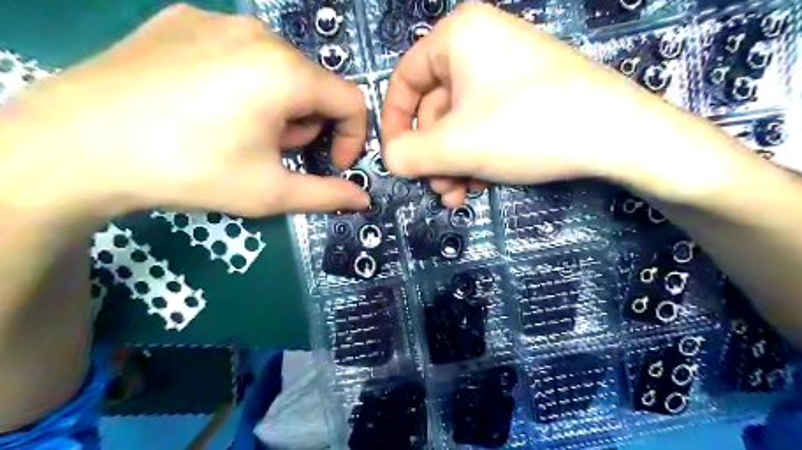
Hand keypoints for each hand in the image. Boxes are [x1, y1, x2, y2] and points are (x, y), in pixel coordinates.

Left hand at [1, 3, 368, 216]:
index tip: (331, 164)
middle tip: (273, 153)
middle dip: (307, 125)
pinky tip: (208, 106)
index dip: (351, 137)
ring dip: (278, 105)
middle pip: (313, 84)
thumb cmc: (191, 171)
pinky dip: (243, 82)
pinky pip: (238, 52)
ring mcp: (216, 20)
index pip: (351, 100)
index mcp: (286, 73)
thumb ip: (327, 194)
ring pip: (278, 68)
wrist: (76, 147)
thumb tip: (363, 200)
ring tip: (239, 132)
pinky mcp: (181, 19)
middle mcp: (258, 34)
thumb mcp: (270, 192)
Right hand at [379, 2, 734, 204]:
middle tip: (436, 189)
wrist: (616, 136)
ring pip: (459, 123)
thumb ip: (409, 154)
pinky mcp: (525, 94)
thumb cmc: (525, 128)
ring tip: (457, 195)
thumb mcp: (456, 146)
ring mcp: (505, 70)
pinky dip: (475, 156)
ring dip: (452, 163)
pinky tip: (479, 185)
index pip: (405, 80)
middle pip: (435, 108)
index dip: (395, 123)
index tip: (396, 159)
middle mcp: (480, 44)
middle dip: (432, 156)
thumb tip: (389, 160)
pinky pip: (484, 125)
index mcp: (457, 36)